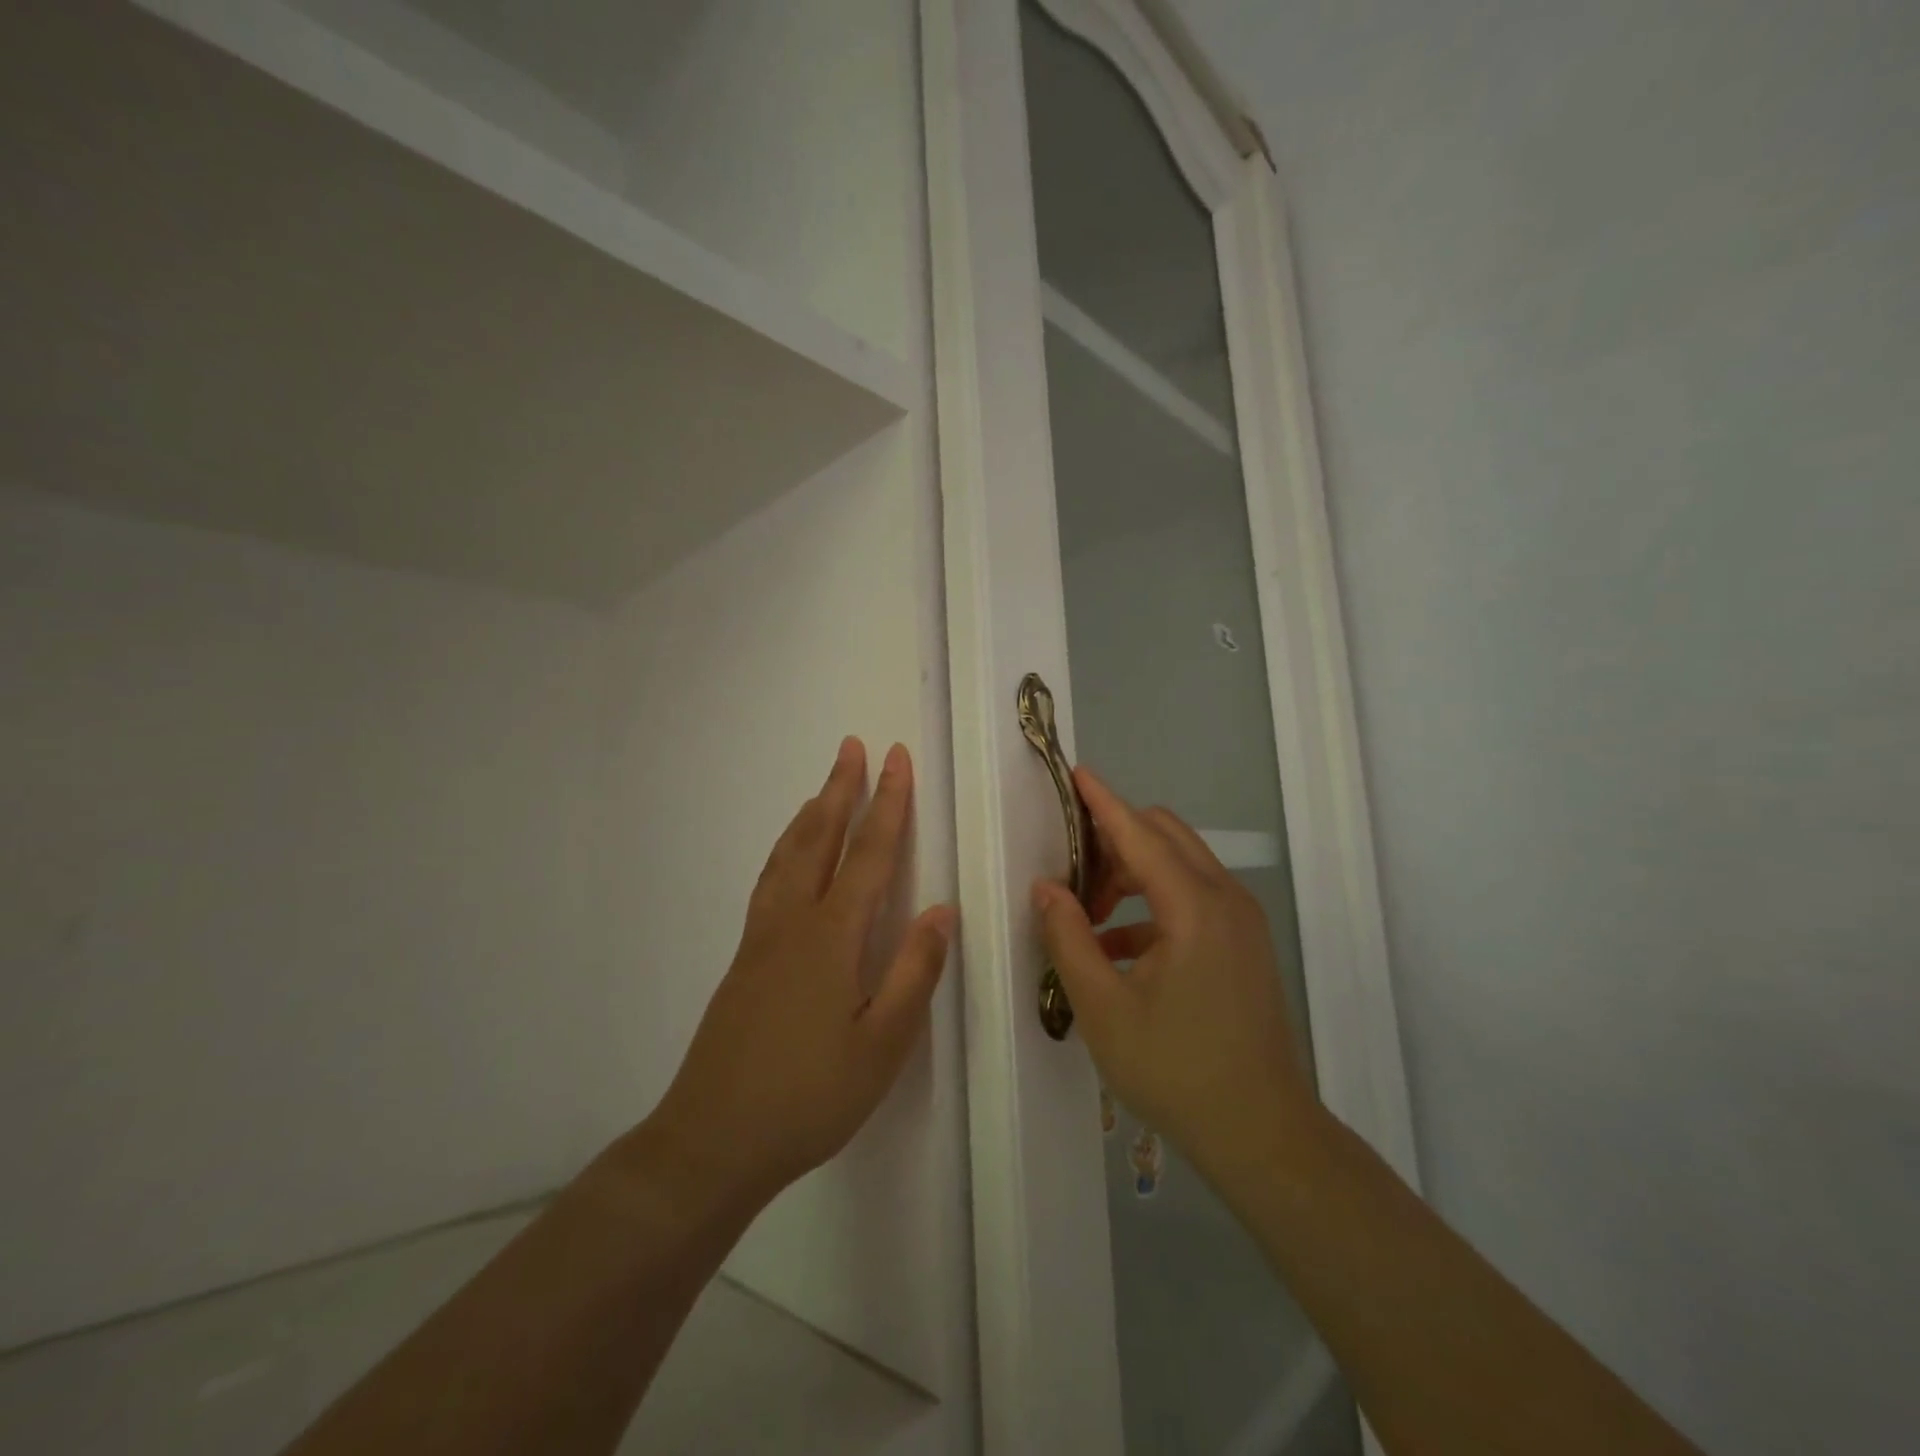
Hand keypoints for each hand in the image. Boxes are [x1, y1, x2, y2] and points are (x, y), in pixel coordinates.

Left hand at [645, 738, 954, 1211]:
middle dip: (841, 789)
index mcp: (833, 937)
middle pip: (821, 839)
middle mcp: (794, 922)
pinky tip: (789, 857)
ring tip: (824, 788)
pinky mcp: (744, 959)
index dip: (888, 804)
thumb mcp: (883, 1045)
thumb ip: (914, 972)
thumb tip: (942, 909)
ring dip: (811, 814)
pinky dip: (785, 850)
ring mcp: (762, 938)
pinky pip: (769, 881)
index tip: (897, 760)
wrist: (713, 1139)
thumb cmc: (810, 1096)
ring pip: (788, 856)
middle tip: (853, 747)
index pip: (870, 854)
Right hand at [1033, 767, 1313, 1178]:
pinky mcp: (1244, 944)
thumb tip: (1045, 887)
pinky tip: (1118, 947)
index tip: (1074, 773)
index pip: (1139, 832)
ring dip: (1132, 873)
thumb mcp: (1103, 1007)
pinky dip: (1152, 904)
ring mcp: (1241, 921)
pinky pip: (1193, 899)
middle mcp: (1225, 899)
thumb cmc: (1176, 1070)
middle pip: (1165, 836)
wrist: (1262, 1134)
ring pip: (1180, 865)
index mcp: (1194, 907)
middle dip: (1114, 837)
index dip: (1102, 801)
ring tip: (1087, 913)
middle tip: (1070, 868)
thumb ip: (1068, 938)